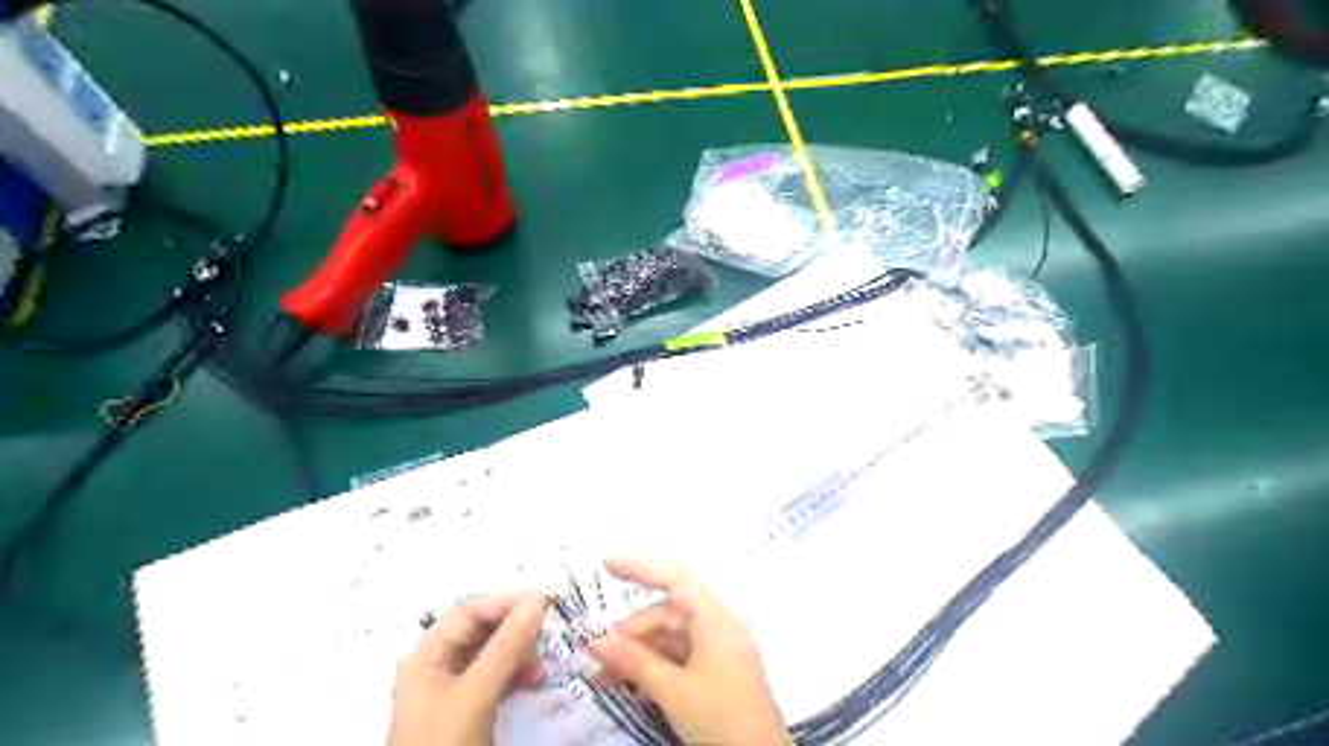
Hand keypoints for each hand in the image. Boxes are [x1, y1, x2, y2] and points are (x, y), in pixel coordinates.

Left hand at [388, 593, 547, 744]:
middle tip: (548, 634)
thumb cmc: (445, 745)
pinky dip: (516, 674)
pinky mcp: (468, 710)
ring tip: (541, 665)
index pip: (469, 611)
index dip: (505, 602)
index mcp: (427, 656)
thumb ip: (506, 647)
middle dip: (515, 629)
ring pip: (492, 654)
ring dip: (519, 653)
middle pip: (481, 630)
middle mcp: (437, 666)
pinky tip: (534, 681)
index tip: (545, 604)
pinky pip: (496, 677)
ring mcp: (453, 689)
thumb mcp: (476, 695)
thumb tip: (538, 601)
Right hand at [586, 555, 780, 744]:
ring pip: (670, 638)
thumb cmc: (721, 719)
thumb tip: (596, 641)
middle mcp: (719, 625)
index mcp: (715, 618)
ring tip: (605, 681)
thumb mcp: (673, 691)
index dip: (638, 567)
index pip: (673, 579)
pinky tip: (633, 688)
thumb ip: (634, 661)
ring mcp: (719, 649)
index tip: (604, 563)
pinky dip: (655, 668)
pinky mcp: (718, 671)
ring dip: (638, 655)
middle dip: (630, 634)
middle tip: (596, 660)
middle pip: (667, 614)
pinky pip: (680, 657)